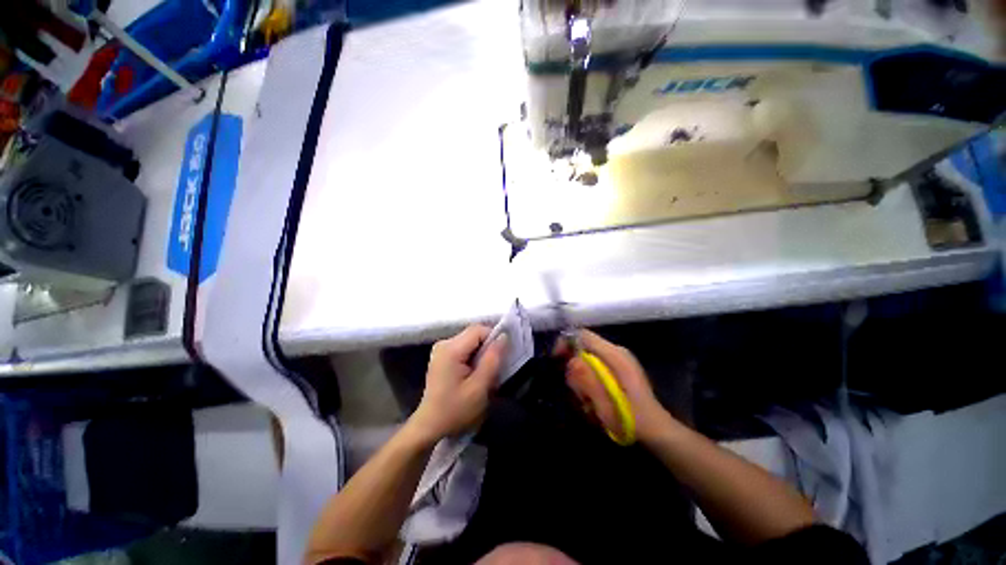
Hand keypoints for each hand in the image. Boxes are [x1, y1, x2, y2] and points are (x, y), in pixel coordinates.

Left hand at [408, 325, 506, 443]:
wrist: (430, 427)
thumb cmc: (455, 410)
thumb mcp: (479, 387)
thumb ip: (493, 359)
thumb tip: (503, 336)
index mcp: (451, 349)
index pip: (479, 329)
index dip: (494, 338)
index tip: (502, 356)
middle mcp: (444, 343)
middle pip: (474, 334)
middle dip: (488, 348)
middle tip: (495, 369)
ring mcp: (441, 349)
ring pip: (471, 341)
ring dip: (482, 354)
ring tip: (485, 374)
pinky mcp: (442, 356)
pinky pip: (465, 348)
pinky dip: (474, 358)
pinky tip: (474, 374)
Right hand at [558, 329, 672, 443]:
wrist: (657, 431)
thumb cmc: (630, 419)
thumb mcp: (604, 402)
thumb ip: (586, 379)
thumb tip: (571, 360)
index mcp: (614, 355)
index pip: (583, 335)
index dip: (566, 343)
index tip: (556, 360)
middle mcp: (617, 352)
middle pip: (583, 347)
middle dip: (574, 367)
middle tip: (576, 391)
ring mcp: (619, 360)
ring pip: (587, 359)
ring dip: (581, 378)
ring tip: (586, 400)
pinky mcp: (619, 370)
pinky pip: (595, 367)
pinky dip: (589, 381)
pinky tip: (593, 399)